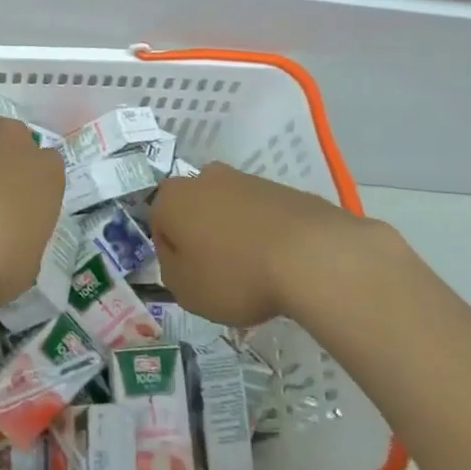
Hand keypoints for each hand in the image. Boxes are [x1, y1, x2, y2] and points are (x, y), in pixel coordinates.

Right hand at [151, 164, 398, 326]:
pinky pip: (262, 215)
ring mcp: (246, 179)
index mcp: (173, 197)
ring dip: (234, 235)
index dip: (172, 256)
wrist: (311, 255)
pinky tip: (279, 263)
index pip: (159, 225)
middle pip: (195, 212)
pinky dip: (264, 234)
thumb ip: (171, 271)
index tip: (191, 279)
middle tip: (220, 274)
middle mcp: (205, 178)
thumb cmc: (235, 275)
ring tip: (255, 273)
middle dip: (202, 238)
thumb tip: (179, 257)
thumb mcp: (186, 290)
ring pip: (229, 210)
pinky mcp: (282, 189)